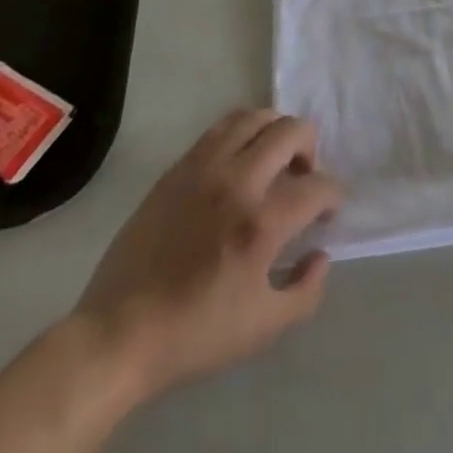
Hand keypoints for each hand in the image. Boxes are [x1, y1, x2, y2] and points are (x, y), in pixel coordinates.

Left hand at [71, 108, 341, 402]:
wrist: (119, 334)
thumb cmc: (194, 335)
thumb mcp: (264, 328)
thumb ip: (306, 291)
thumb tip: (320, 254)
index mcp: (262, 222)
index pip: (317, 187)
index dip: (333, 197)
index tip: (327, 214)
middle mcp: (238, 181)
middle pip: (291, 131)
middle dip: (310, 149)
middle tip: (303, 177)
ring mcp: (204, 168)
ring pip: (255, 117)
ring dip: (276, 132)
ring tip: (273, 160)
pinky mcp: (178, 168)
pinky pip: (221, 128)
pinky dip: (243, 133)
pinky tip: (240, 162)